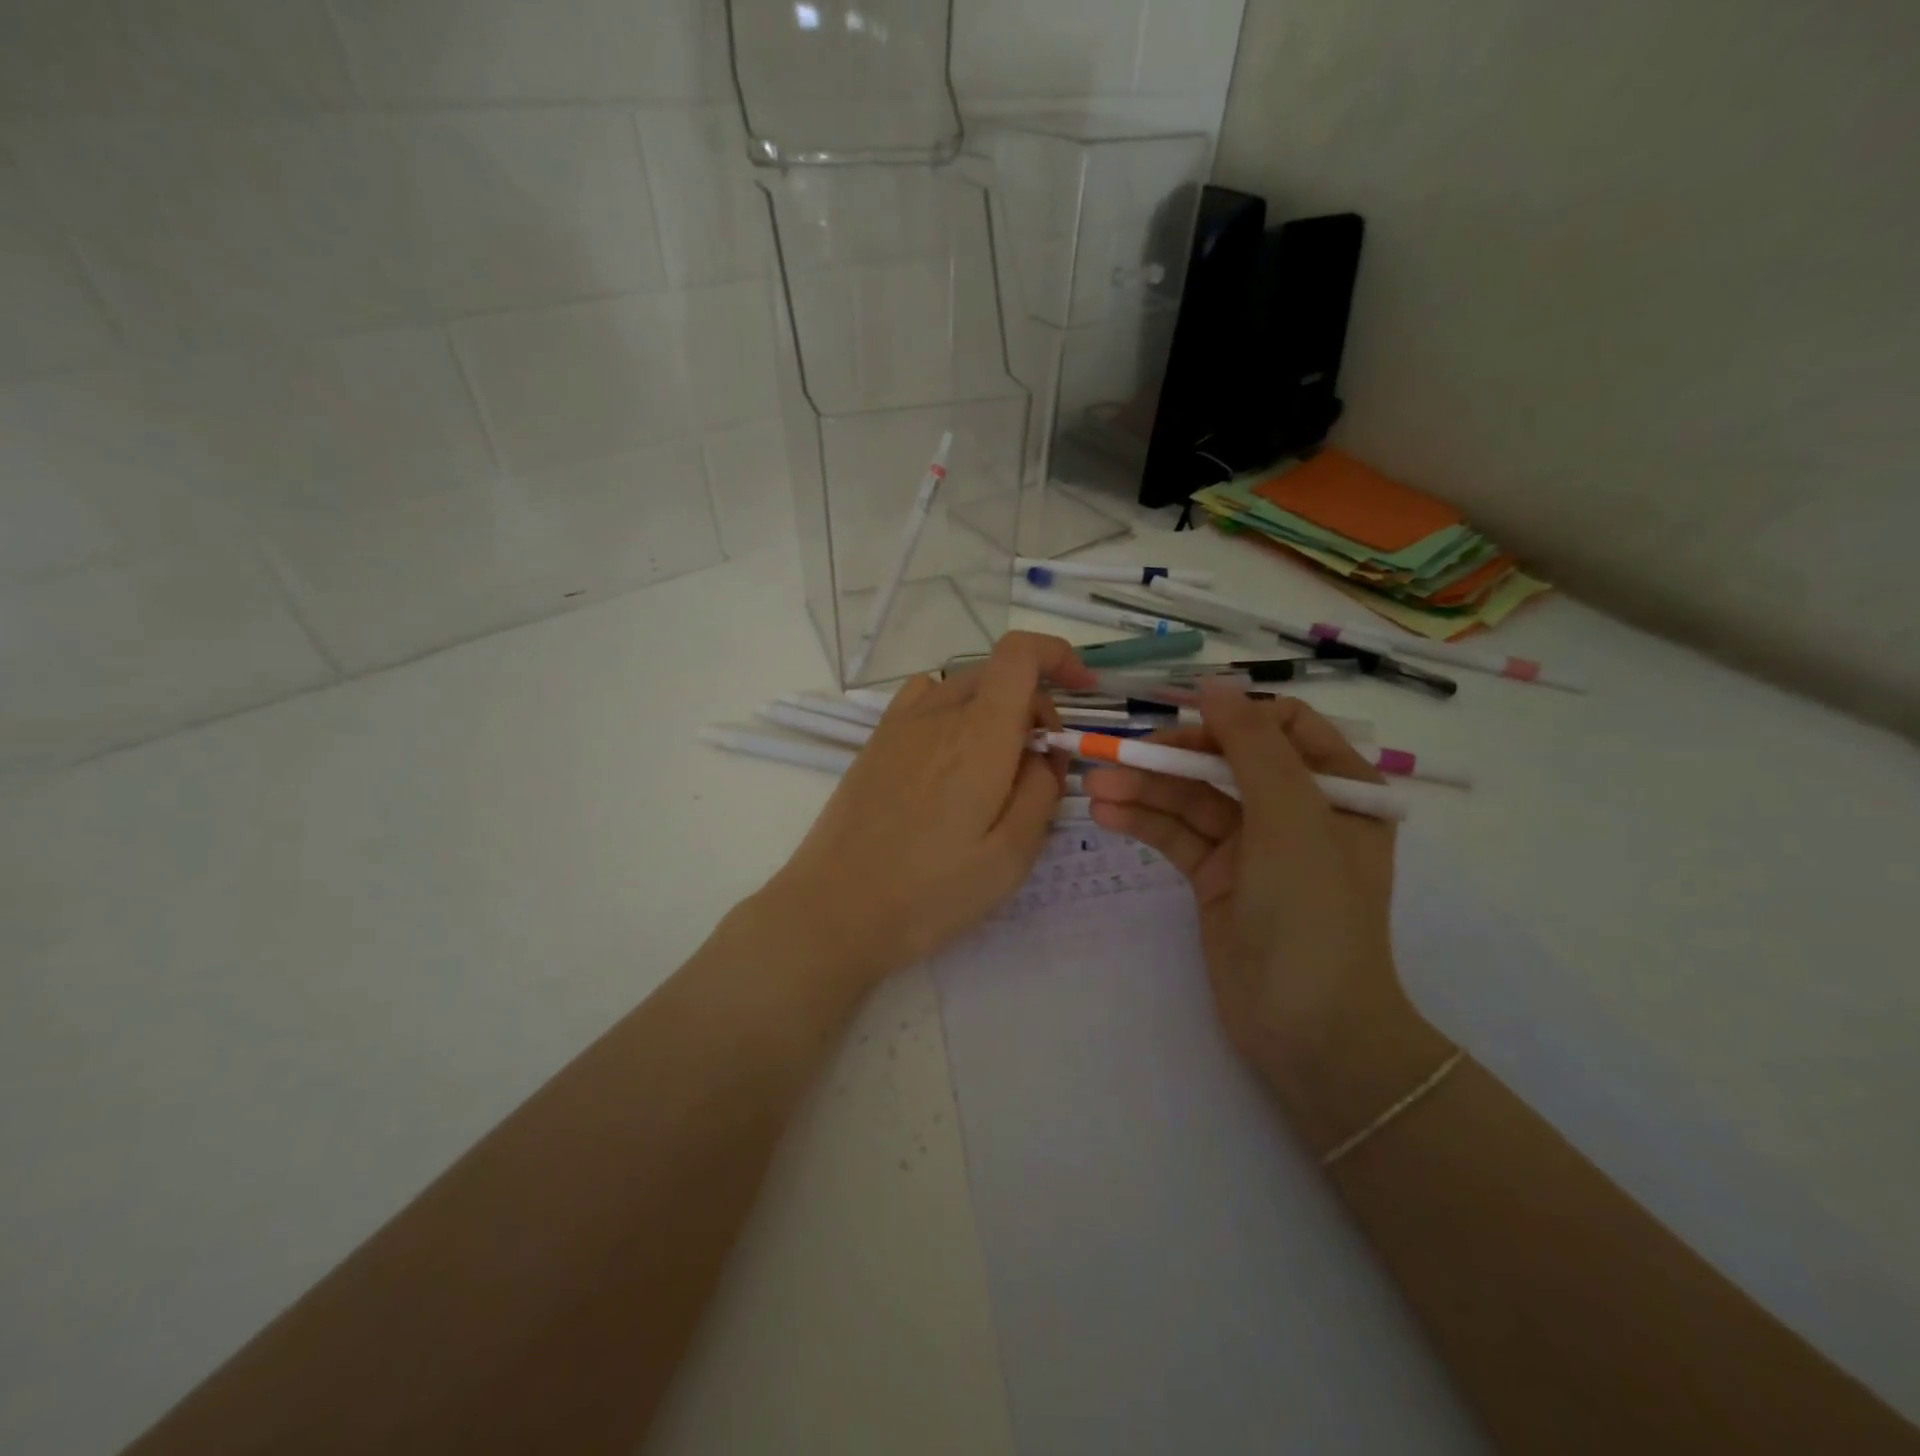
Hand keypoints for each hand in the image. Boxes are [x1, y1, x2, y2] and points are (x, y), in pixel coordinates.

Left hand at [760, 632, 1095, 988]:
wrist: (835, 909)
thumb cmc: (930, 891)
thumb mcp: (1011, 855)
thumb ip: (1042, 791)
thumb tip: (1044, 755)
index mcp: (979, 735)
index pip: (1020, 654)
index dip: (1058, 656)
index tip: (1083, 690)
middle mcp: (937, 713)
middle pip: (998, 673)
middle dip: (1035, 704)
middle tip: (1041, 766)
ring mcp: (899, 724)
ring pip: (963, 686)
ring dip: (995, 709)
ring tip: (996, 767)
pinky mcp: (876, 742)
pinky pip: (927, 700)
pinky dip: (955, 712)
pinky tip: (951, 760)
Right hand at [1083, 684, 1450, 1151]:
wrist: (1308, 1030)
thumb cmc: (1313, 912)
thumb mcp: (1291, 817)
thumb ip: (1252, 746)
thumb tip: (1216, 683)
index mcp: (1335, 787)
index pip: (1280, 725)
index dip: (1230, 716)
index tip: (1181, 720)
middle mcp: (1295, 809)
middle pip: (1224, 760)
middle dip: (1171, 757)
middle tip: (1115, 755)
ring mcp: (1252, 845)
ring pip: (1192, 799)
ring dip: (1145, 790)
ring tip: (1094, 787)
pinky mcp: (1216, 877)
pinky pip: (1177, 836)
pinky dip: (1144, 822)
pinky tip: (1106, 814)